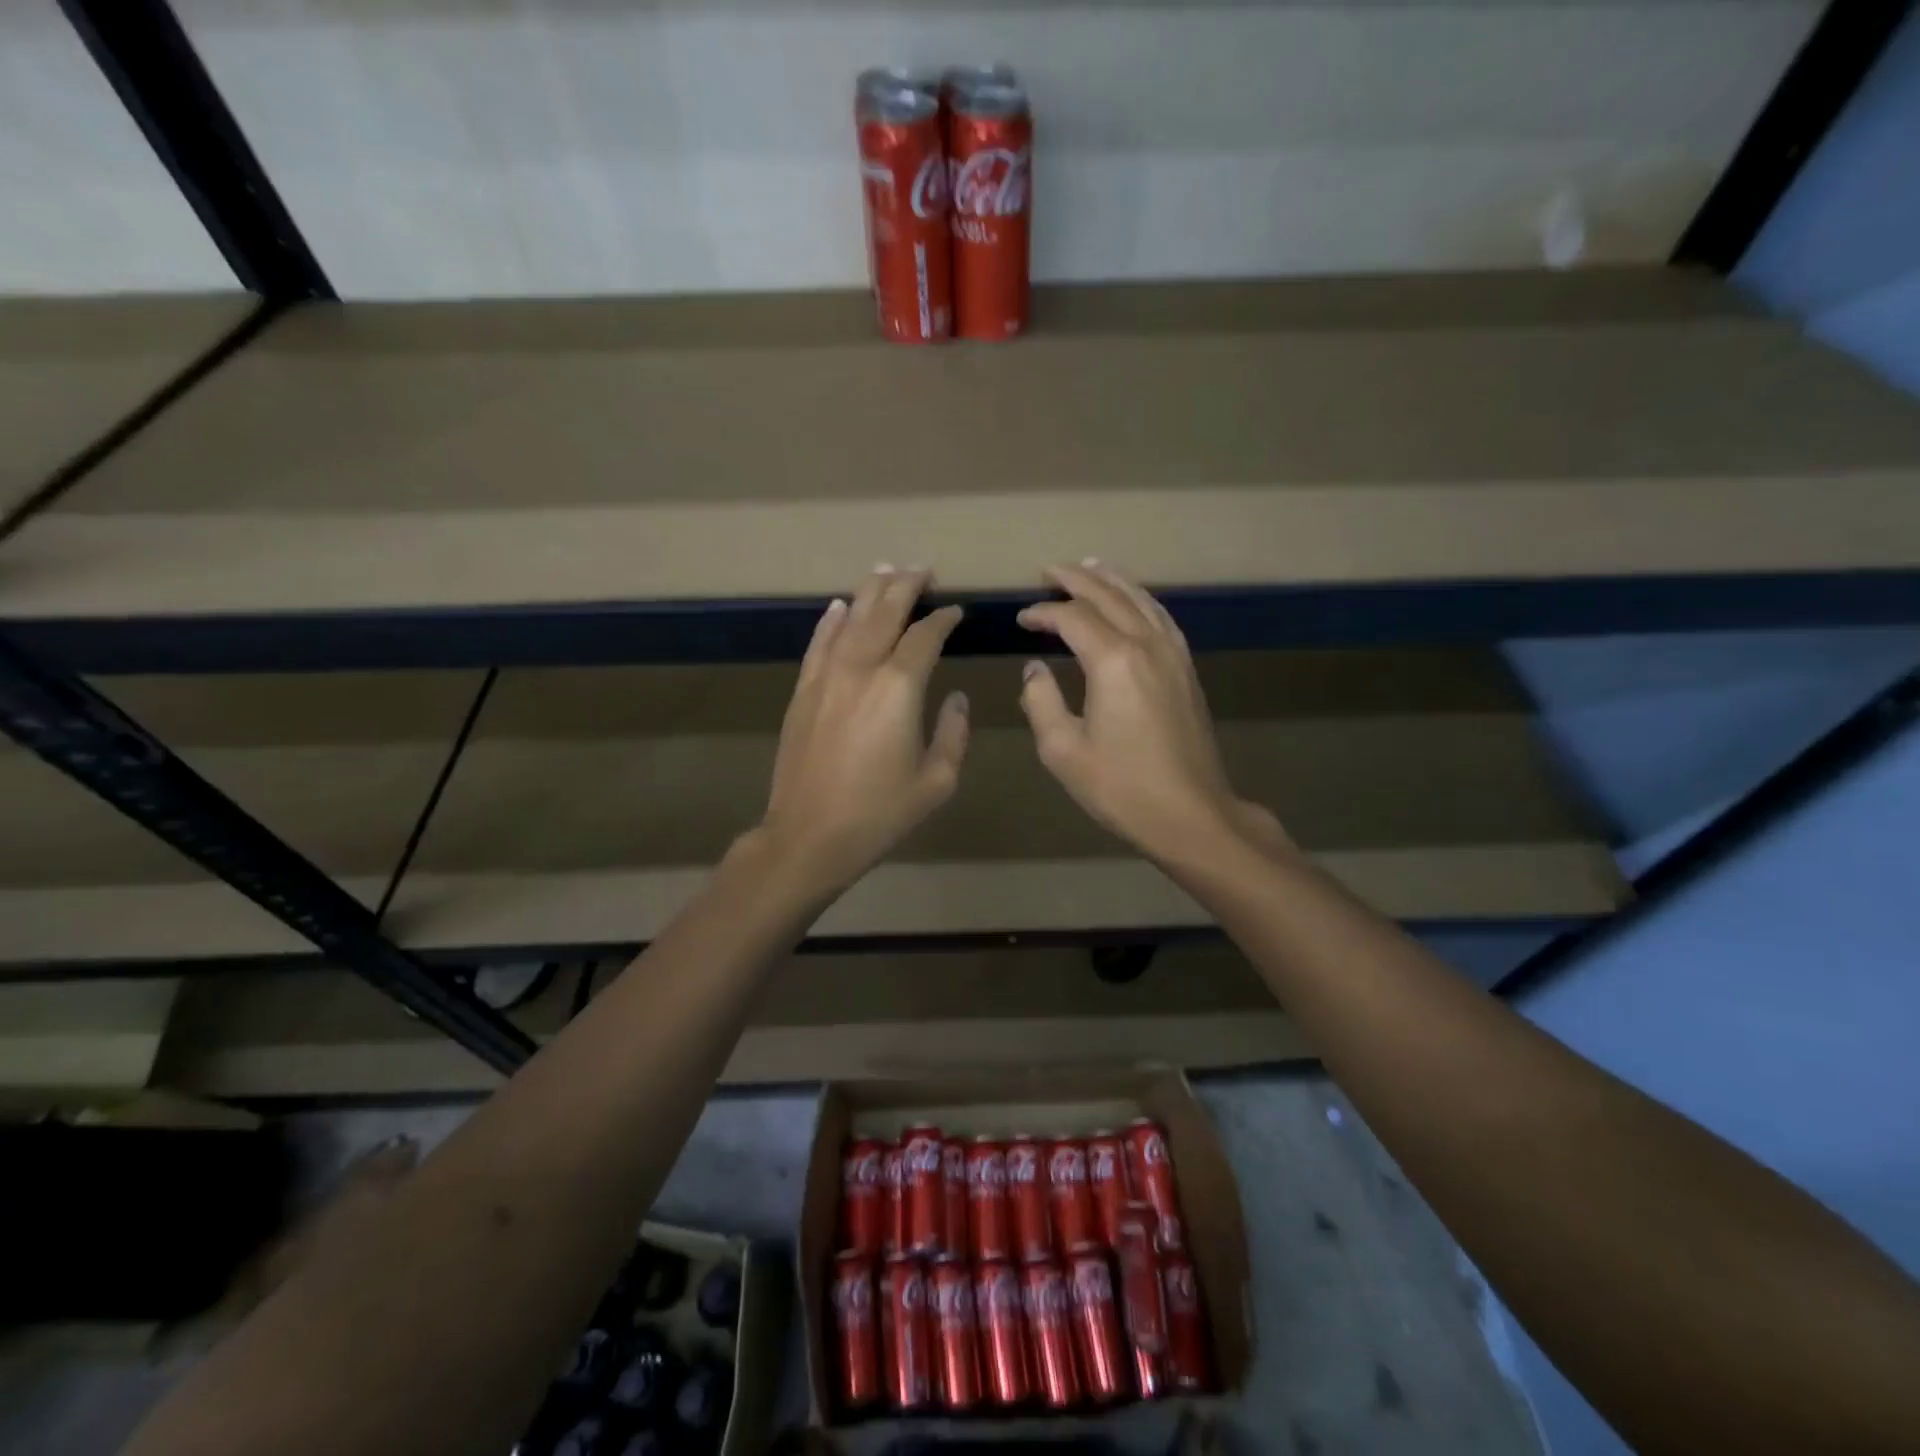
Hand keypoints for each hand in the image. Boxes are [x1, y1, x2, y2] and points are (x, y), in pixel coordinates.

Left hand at [759, 567, 968, 892]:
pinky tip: (840, 606)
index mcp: (899, 687)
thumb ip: (953, 733)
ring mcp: (826, 677)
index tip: (956, 611)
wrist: (809, 835)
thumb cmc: (880, 813)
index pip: (925, 635)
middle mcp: (861, 669)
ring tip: (886, 571)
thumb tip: (956, 699)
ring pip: (851, 619)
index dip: (944, 619)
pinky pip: (819, 643)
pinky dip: (832, 621)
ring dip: (871, 592)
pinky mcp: (803, 691)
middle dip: (906, 586)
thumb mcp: (937, 781)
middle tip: (923, 570)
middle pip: (885, 612)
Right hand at [1018, 562, 1289, 863]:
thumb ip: (1041, 701)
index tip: (1021, 619)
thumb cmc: (1121, 787)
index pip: (1072, 617)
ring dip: (1112, 580)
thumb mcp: (1063, 750)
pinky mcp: (1187, 669)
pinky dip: (1141, 600)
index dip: (1043, 612)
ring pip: (1141, 600)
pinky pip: (1162, 618)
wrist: (1191, 813)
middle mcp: (1147, 645)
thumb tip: (1035, 668)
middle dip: (1075, 580)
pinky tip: (1133, 601)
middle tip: (1048, 571)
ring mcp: (1173, 654)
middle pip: (1109, 596)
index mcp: (1114, 662)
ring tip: (1089, 567)